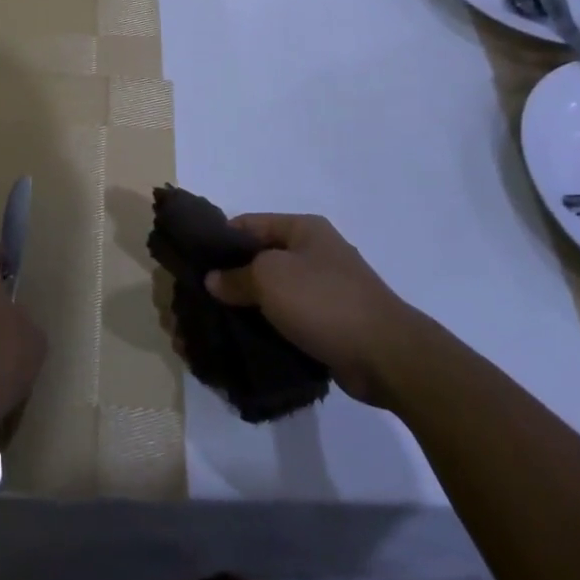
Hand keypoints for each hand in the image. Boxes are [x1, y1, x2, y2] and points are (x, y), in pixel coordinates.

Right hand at [205, 214, 413, 408]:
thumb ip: (235, 277)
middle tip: (199, 298)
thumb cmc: (324, 301)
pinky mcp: (329, 323)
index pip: (248, 224)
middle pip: (260, 259)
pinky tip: (244, 341)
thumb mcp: (269, 278)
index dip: (219, 240)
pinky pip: (289, 320)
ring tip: (215, 323)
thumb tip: (213, 280)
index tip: (192, 262)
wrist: (386, 355)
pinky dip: (268, 328)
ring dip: (248, 307)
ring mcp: (325, 289)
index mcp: (303, 229)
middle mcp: (315, 253)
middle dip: (230, 277)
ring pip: (273, 293)